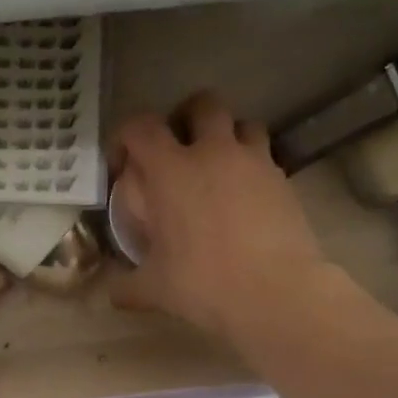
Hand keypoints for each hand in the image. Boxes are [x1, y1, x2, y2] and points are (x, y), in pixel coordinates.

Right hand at [109, 92, 338, 342]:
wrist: (275, 293)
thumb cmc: (204, 283)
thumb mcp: (155, 289)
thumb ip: (127, 286)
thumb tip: (113, 292)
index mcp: (171, 171)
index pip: (141, 127)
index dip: (126, 137)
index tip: (123, 164)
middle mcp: (213, 153)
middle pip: (202, 104)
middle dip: (187, 117)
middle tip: (178, 148)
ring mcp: (254, 162)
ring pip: (243, 123)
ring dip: (228, 136)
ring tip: (218, 167)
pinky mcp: (284, 180)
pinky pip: (265, 157)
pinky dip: (252, 166)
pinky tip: (246, 198)